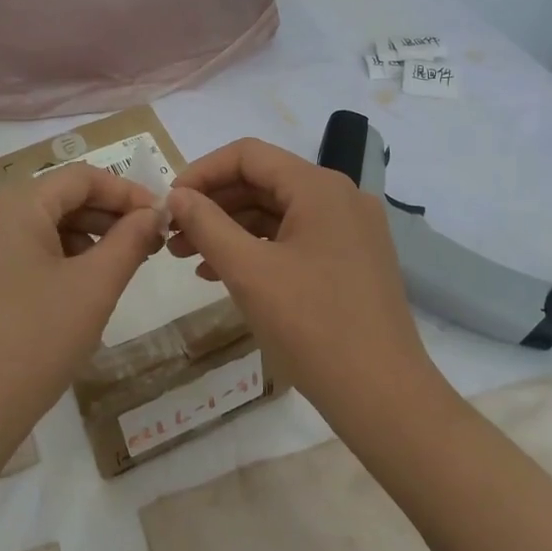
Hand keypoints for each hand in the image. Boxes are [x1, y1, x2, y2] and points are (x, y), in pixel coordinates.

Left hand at [0, 164, 165, 470]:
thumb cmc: (34, 344)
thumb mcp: (95, 289)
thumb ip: (130, 240)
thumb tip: (153, 212)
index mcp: (10, 205)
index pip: (80, 178)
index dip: (126, 193)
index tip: (160, 219)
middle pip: (50, 199)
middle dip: (100, 219)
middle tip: (142, 248)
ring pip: (25, 227)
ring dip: (71, 240)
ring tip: (104, 273)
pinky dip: (35, 259)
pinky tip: (55, 291)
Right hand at [165, 138, 435, 420]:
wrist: (382, 395)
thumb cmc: (311, 326)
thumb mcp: (248, 271)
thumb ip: (207, 224)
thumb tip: (176, 195)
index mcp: (319, 187)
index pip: (248, 155)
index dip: (202, 172)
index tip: (169, 203)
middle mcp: (340, 196)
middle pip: (263, 181)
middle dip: (213, 204)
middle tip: (173, 235)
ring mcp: (350, 228)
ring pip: (277, 212)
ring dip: (231, 228)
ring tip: (189, 258)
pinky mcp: (352, 258)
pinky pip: (295, 237)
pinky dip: (258, 248)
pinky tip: (223, 273)